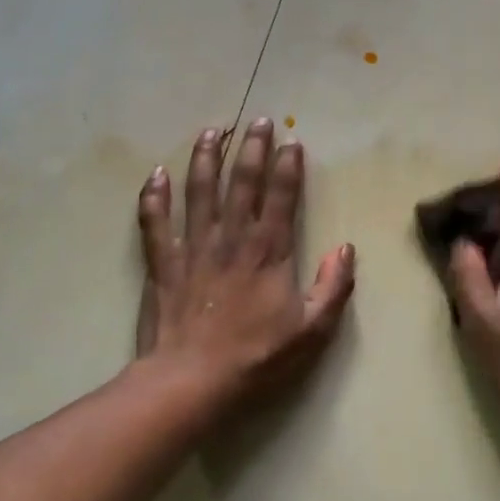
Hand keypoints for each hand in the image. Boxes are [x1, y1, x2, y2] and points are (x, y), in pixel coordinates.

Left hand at [135, 120, 356, 413]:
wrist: (192, 380)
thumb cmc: (256, 358)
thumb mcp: (312, 331)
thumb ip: (334, 288)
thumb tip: (346, 249)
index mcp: (269, 252)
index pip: (282, 198)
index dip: (288, 167)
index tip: (292, 141)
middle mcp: (232, 239)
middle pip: (242, 183)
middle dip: (251, 148)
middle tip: (256, 120)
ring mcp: (193, 248)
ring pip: (199, 191)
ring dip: (205, 158)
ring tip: (211, 131)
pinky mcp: (162, 263)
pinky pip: (155, 222)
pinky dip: (154, 197)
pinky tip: (156, 174)